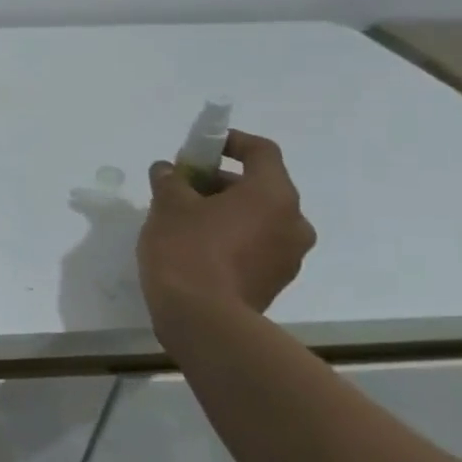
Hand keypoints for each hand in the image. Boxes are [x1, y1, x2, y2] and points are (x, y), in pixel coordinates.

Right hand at [137, 130, 316, 323]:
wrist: (203, 319)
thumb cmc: (187, 249)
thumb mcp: (168, 206)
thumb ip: (170, 180)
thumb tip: (168, 169)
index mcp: (273, 195)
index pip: (261, 152)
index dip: (229, 142)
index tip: (199, 147)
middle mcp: (293, 222)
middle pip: (258, 187)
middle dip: (218, 182)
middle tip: (180, 188)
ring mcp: (288, 256)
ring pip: (257, 219)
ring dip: (224, 212)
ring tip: (183, 221)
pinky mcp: (275, 282)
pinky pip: (254, 246)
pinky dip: (230, 238)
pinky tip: (195, 249)